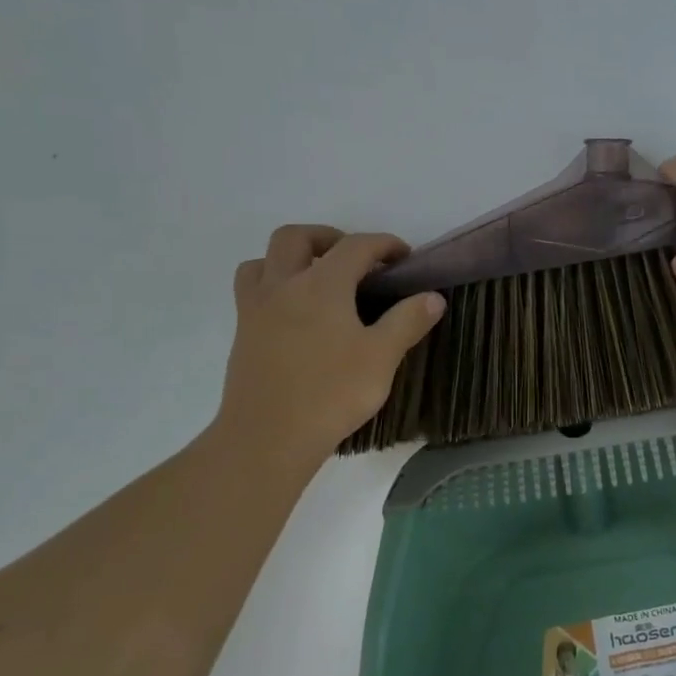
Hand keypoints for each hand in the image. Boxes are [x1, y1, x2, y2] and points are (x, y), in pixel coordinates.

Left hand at [210, 226, 445, 462]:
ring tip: (317, 280)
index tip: (404, 257)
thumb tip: (433, 296)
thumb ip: (408, 321)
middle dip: (328, 238)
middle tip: (354, 260)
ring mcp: (256, 309)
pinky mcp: (242, 334)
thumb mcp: (381, 357)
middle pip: (296, 237)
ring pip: (264, 260)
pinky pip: (252, 291)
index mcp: (321, 285)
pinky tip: (295, 314)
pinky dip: (273, 286)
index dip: (384, 244)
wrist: (268, 438)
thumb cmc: (331, 393)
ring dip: (291, 258)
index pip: (355, 246)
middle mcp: (283, 286)